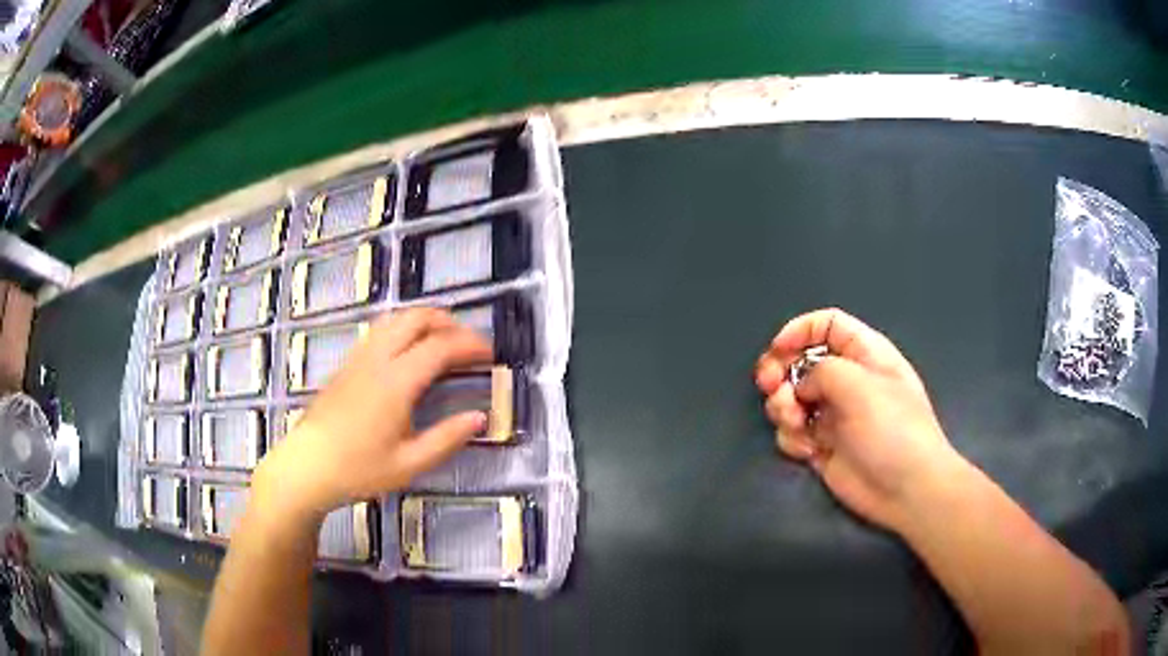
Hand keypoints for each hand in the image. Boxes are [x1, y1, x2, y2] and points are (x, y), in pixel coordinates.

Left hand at [254, 308, 491, 522]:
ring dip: (425, 321)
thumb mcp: (409, 464)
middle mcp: (377, 359)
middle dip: (449, 323)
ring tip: (444, 341)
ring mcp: (358, 358)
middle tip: (470, 344)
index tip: (491, 355)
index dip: (470, 345)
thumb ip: (447, 439)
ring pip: (396, 319)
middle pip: (417, 318)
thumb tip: (479, 417)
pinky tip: (409, 351)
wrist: (307, 467)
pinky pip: (380, 330)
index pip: (440, 347)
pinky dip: (404, 328)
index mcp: (396, 381)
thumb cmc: (359, 470)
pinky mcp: (347, 364)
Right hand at [755, 308, 963, 531]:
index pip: (827, 325)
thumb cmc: (893, 429)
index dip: (799, 330)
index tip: (777, 350)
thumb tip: (801, 385)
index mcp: (865, 355)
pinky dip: (792, 439)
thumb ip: (822, 371)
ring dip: (783, 409)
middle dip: (780, 371)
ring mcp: (834, 415)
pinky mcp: (822, 447)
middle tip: (770, 388)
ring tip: (795, 423)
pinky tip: (808, 451)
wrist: (906, 490)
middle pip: (800, 361)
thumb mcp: (861, 386)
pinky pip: (793, 433)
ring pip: (791, 398)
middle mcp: (848, 381)